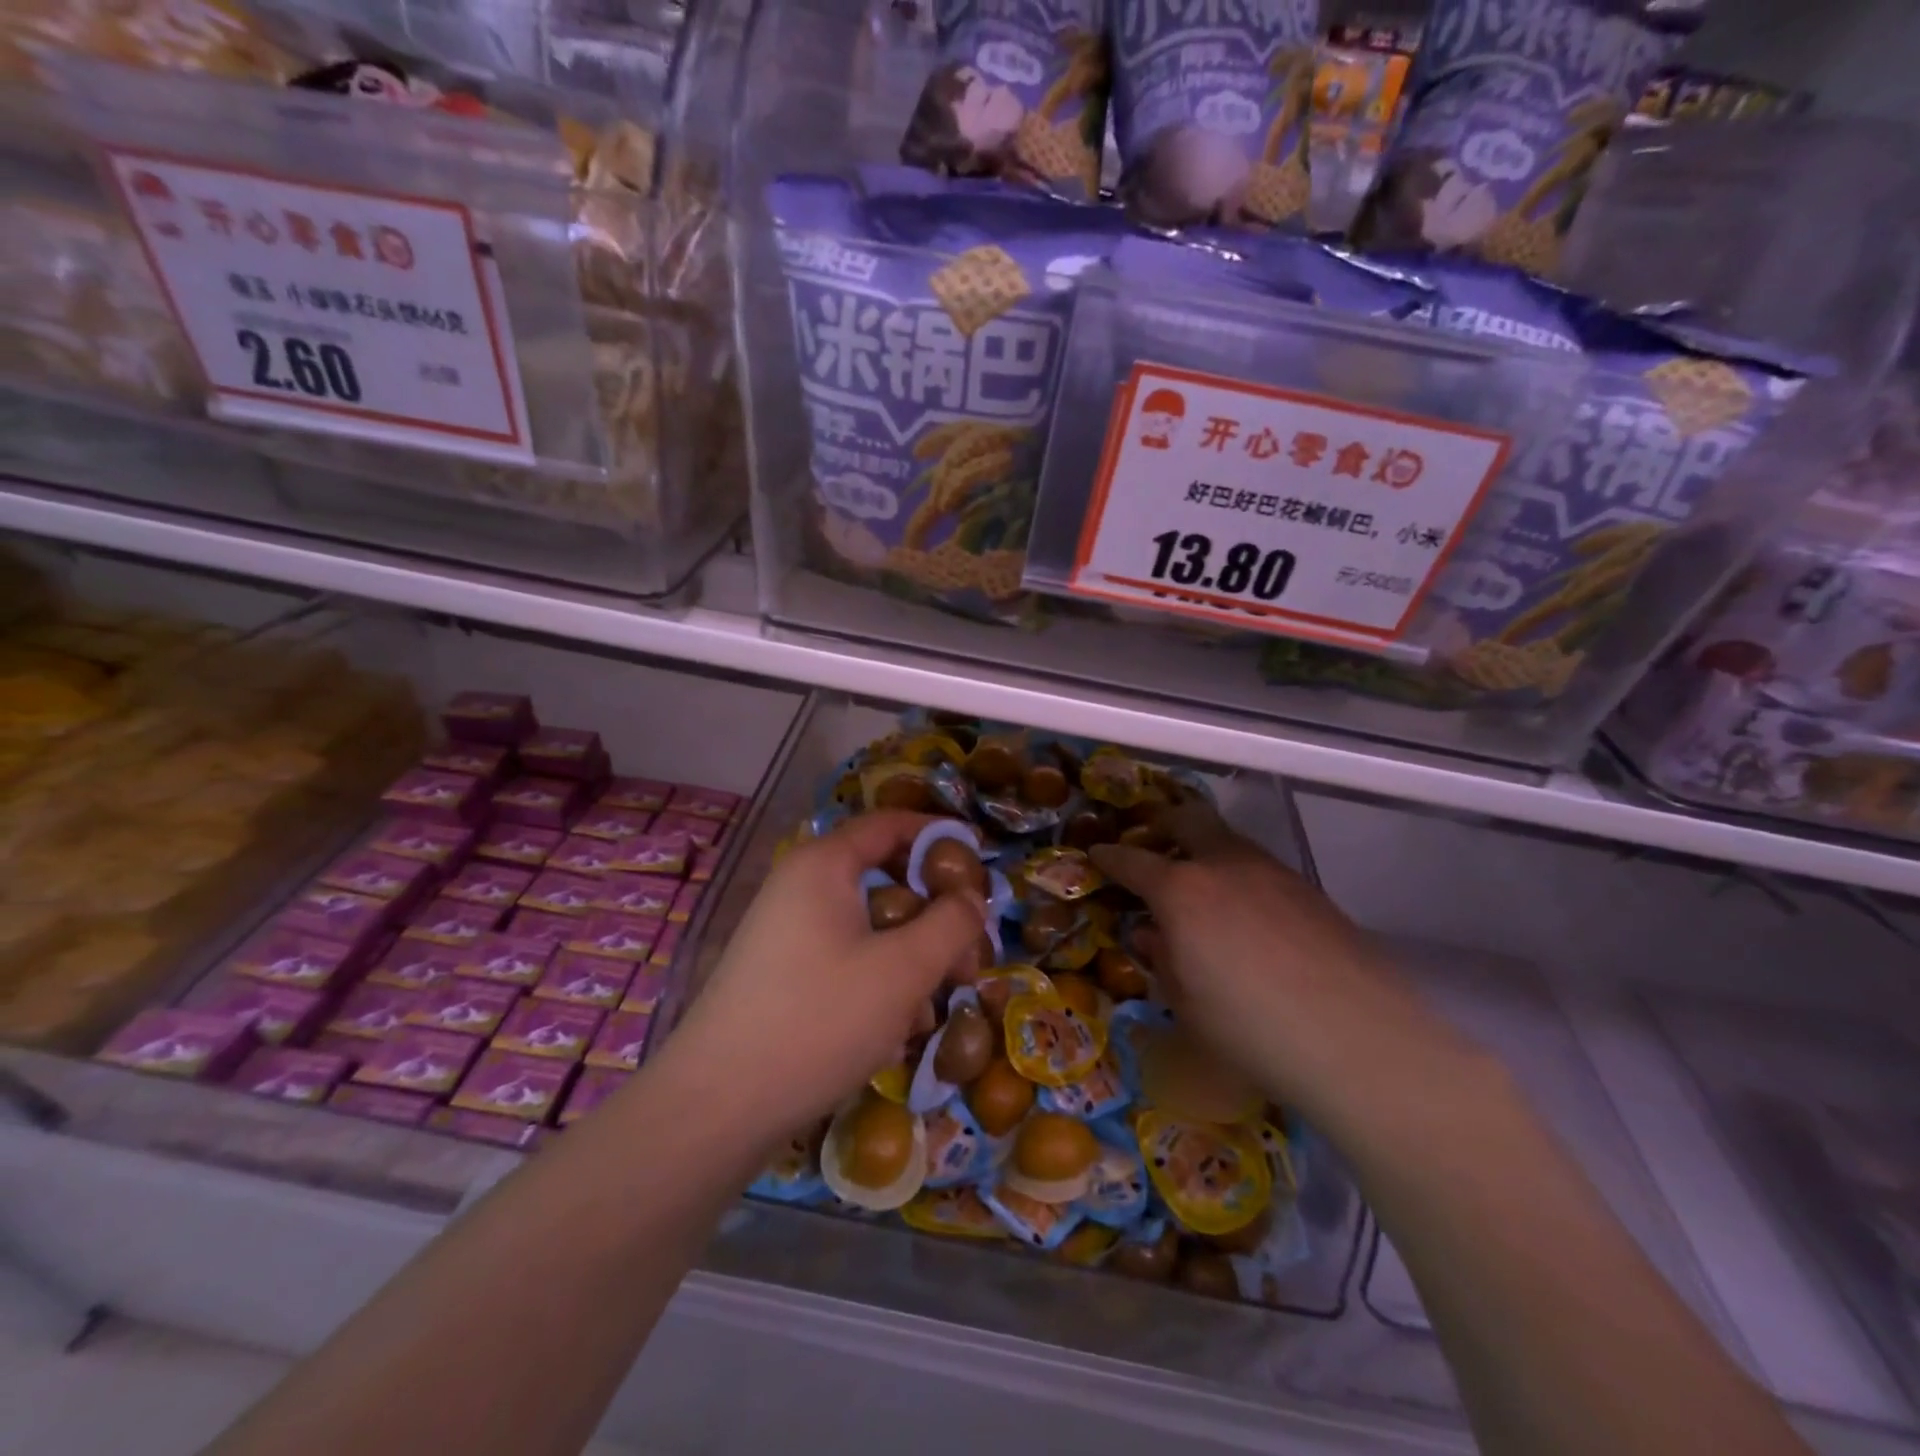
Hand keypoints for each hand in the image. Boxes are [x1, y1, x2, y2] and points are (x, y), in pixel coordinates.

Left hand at [662, 811, 986, 1141]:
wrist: (717, 1106)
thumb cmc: (819, 1019)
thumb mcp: (903, 969)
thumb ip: (951, 923)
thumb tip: (972, 897)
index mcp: (824, 865)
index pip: (890, 824)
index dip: (939, 836)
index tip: (981, 862)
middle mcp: (801, 887)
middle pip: (884, 879)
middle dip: (933, 914)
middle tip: (968, 956)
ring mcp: (786, 933)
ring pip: (869, 926)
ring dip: (910, 956)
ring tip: (936, 1005)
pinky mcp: (782, 975)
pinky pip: (845, 958)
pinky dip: (878, 980)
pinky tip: (895, 1030)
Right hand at [1090, 799, 1446, 1121]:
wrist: (1357, 1040)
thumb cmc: (1250, 1029)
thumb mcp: (1186, 1003)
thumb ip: (1162, 958)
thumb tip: (1152, 932)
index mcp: (1182, 890)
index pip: (1133, 860)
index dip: (1110, 857)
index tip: (1097, 855)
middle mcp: (1226, 865)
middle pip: (1188, 821)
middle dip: (1163, 825)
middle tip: (1152, 842)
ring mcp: (1273, 873)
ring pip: (1230, 841)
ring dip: (1206, 850)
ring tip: (1200, 884)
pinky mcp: (1311, 891)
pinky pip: (1261, 868)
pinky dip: (1240, 876)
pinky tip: (1247, 914)